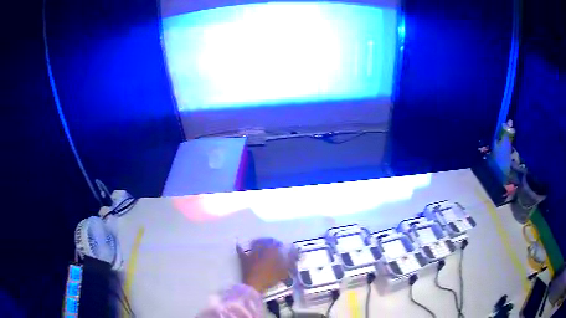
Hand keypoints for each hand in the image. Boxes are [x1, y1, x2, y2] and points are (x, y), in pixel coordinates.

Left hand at [236, 238, 296, 292]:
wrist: (254, 285)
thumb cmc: (270, 278)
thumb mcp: (283, 272)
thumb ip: (289, 262)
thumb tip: (293, 254)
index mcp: (271, 251)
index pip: (276, 243)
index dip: (279, 244)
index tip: (282, 246)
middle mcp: (260, 250)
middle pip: (265, 242)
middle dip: (270, 242)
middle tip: (273, 244)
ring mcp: (251, 254)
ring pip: (255, 245)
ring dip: (258, 243)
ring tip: (261, 244)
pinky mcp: (244, 260)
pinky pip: (241, 252)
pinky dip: (240, 248)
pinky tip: (238, 245)